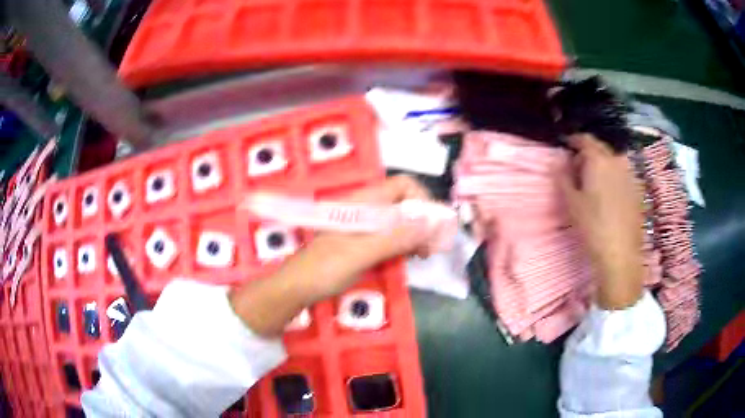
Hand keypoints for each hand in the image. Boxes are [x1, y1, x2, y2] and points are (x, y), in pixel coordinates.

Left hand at [298, 175, 433, 298]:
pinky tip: (407, 259)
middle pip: (404, 203)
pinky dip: (403, 244)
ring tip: (422, 255)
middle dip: (422, 221)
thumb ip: (396, 237)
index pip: (403, 185)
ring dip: (415, 234)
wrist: (298, 287)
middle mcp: (366, 209)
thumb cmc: (325, 267)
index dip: (422, 199)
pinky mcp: (363, 241)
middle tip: (430, 247)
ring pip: (399, 221)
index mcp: (363, 202)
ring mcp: (364, 225)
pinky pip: (391, 236)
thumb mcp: (362, 253)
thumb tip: (433, 223)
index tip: (433, 226)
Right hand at [560, 134, 644, 308]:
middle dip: (588, 152)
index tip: (565, 146)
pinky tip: (610, 194)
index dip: (573, 140)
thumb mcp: (571, 203)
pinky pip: (623, 173)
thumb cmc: (593, 227)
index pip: (584, 139)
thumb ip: (563, 177)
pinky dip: (614, 176)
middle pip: (600, 147)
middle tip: (578, 167)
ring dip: (602, 164)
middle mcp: (617, 160)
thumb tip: (559, 162)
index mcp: (599, 159)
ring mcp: (630, 174)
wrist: (621, 254)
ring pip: (613, 160)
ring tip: (595, 182)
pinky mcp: (638, 189)